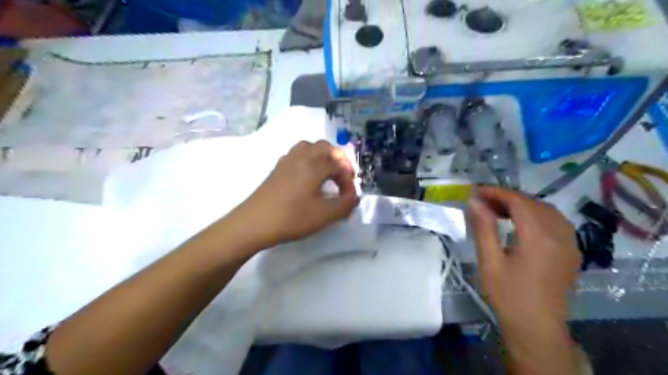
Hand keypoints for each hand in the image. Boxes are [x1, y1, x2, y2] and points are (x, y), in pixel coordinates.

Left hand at [224, 140, 360, 250]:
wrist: (254, 223)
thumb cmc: (291, 218)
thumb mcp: (324, 215)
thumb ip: (344, 205)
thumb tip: (354, 197)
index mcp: (313, 165)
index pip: (338, 165)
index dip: (347, 180)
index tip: (348, 196)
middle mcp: (300, 157)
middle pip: (324, 147)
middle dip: (337, 159)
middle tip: (341, 176)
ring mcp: (286, 161)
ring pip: (308, 147)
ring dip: (321, 156)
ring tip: (326, 173)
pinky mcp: (276, 169)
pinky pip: (296, 154)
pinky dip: (307, 159)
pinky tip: (306, 177)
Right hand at [466, 188, 582, 327]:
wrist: (536, 327)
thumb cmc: (508, 295)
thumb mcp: (489, 261)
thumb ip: (483, 228)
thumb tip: (474, 201)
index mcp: (539, 238)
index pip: (519, 202)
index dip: (497, 192)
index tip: (476, 190)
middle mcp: (560, 236)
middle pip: (534, 203)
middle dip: (508, 197)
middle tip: (484, 200)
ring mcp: (570, 243)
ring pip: (547, 210)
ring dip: (523, 204)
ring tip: (499, 209)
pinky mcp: (572, 251)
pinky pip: (556, 222)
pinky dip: (536, 214)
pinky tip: (521, 222)